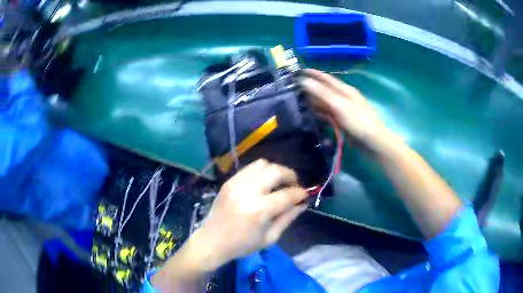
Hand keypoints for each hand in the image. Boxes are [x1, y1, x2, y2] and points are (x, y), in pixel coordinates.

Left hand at [197, 159, 308, 269]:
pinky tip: (263, 183)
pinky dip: (261, 172)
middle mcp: (248, 192)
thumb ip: (288, 218)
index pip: (288, 194)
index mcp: (260, 210)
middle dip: (291, 176)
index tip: (305, 195)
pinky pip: (249, 168)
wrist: (212, 241)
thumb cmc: (242, 245)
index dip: (301, 193)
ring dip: (275, 171)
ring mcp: (236, 184)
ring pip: (262, 164)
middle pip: (276, 171)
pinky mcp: (229, 182)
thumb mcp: (270, 237)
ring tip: (278, 182)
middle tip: (294, 185)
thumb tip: (303, 204)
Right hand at [301, 69, 390, 151]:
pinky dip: (320, 112)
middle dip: (310, 87)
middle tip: (293, 89)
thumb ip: (322, 93)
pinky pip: (328, 113)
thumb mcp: (339, 105)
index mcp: (345, 90)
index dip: (312, 74)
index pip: (326, 78)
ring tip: (298, 101)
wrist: (373, 142)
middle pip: (325, 89)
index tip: (297, 72)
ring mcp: (344, 109)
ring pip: (326, 102)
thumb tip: (303, 80)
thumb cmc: (358, 122)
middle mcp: (344, 97)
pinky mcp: (344, 120)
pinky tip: (312, 115)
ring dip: (314, 101)